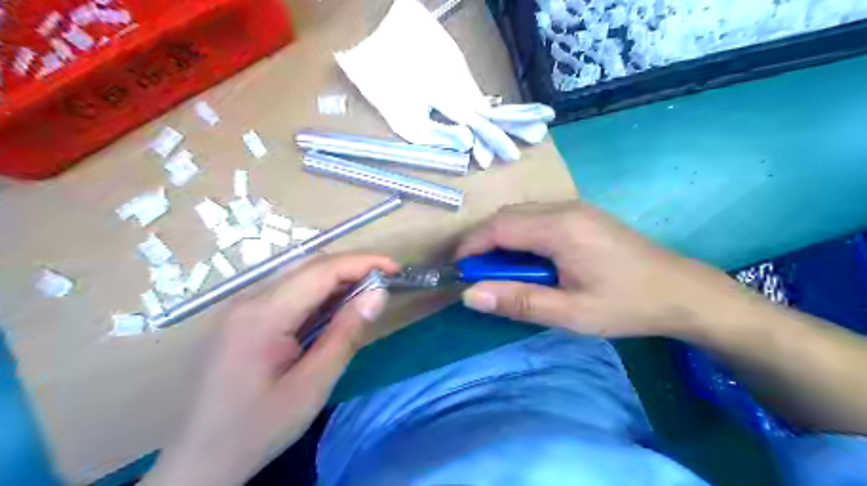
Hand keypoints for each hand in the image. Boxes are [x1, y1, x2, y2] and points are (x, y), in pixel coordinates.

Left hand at [142, 253, 397, 484]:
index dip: (362, 263)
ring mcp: (242, 307)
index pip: (321, 270)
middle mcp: (248, 300)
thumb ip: (346, 334)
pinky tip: (336, 306)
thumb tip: (378, 294)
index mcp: (263, 314)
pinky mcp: (243, 318)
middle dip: (352, 267)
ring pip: (298, 276)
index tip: (395, 268)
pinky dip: (318, 293)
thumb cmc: (258, 428)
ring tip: (368, 291)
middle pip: (308, 266)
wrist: (199, 461)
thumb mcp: (312, 386)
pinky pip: (287, 293)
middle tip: (386, 280)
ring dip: (337, 279)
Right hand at [460, 200, 744, 337]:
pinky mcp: (582, 215)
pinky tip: (528, 260)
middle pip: (507, 216)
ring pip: (521, 215)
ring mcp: (576, 208)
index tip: (459, 271)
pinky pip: (538, 217)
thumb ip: (519, 302)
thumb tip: (470, 295)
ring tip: (500, 271)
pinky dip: (520, 236)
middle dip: (484, 243)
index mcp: (560, 228)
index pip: (499, 227)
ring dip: (501, 239)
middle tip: (478, 275)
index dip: (472, 246)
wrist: (682, 291)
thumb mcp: (571, 313)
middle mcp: (565, 208)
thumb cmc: (626, 305)